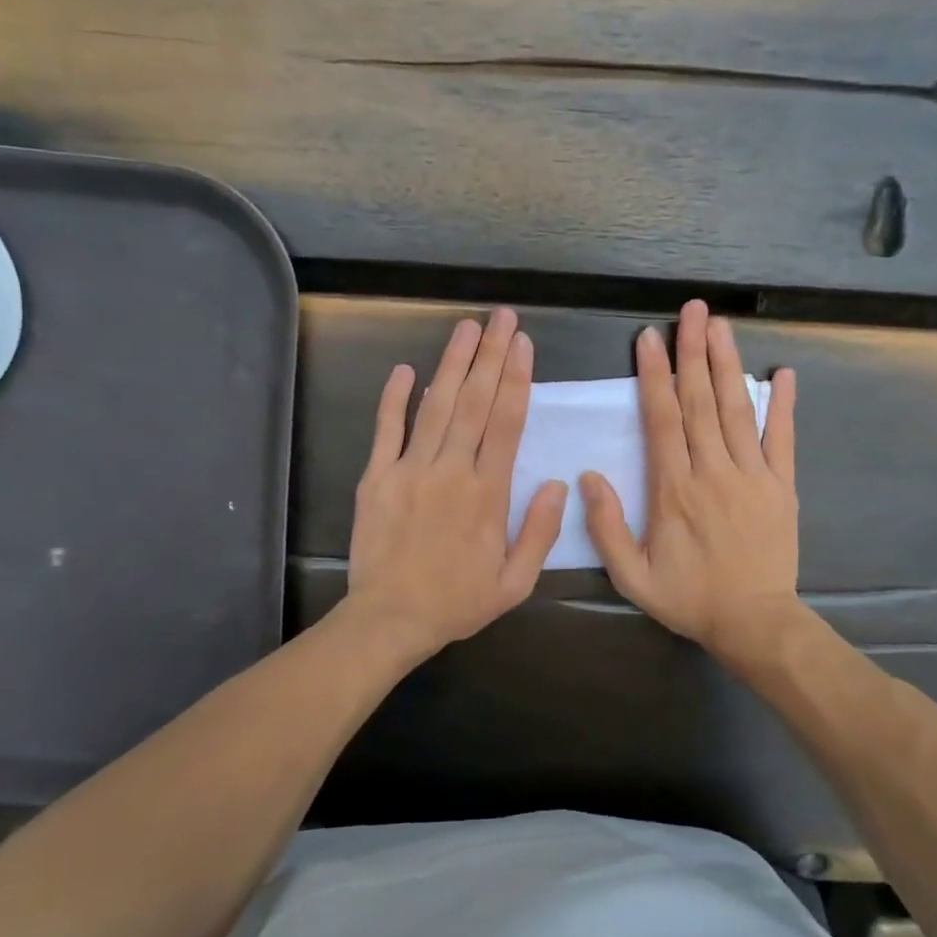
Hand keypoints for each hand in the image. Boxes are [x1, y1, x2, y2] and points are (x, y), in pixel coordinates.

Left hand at [344, 307, 568, 661]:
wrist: (390, 619)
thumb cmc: (457, 602)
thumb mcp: (515, 581)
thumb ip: (540, 531)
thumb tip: (559, 484)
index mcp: (488, 493)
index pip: (507, 423)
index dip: (517, 379)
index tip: (523, 344)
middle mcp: (452, 470)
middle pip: (476, 402)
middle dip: (490, 355)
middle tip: (501, 317)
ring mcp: (410, 470)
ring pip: (436, 406)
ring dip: (453, 364)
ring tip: (466, 328)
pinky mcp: (377, 477)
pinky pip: (386, 430)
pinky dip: (395, 398)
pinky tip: (405, 369)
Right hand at [581, 300, 801, 664]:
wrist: (754, 622)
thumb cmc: (689, 598)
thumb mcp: (632, 576)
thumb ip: (607, 527)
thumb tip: (589, 477)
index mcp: (675, 489)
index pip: (663, 420)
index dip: (653, 376)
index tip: (648, 338)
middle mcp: (714, 472)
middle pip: (701, 402)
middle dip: (693, 353)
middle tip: (691, 310)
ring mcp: (753, 476)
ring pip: (737, 411)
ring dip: (728, 365)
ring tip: (721, 326)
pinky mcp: (781, 486)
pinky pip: (782, 439)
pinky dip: (782, 406)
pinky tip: (781, 373)